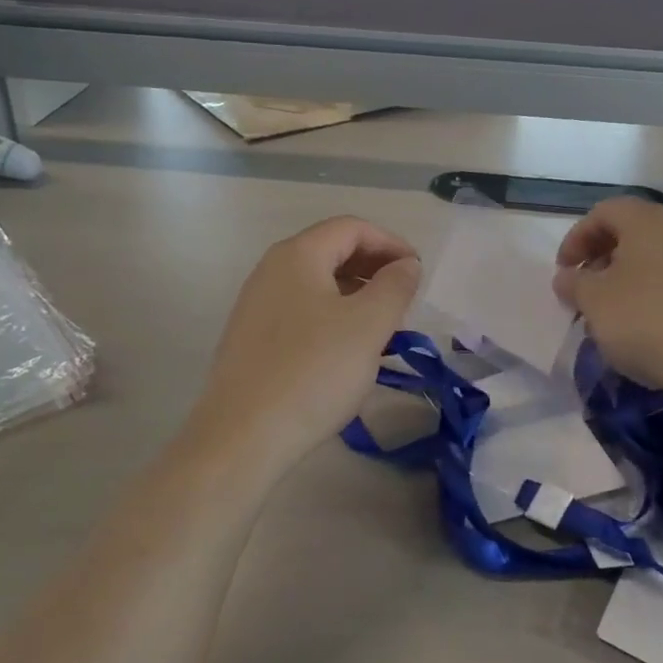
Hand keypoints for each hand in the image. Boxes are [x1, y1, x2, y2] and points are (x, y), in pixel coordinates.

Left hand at [191, 216, 420, 471]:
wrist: (244, 434)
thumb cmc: (314, 371)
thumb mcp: (368, 326)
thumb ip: (395, 287)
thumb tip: (406, 264)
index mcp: (297, 255)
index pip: (351, 228)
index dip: (390, 243)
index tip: (417, 273)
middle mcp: (271, 270)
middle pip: (330, 250)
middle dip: (372, 267)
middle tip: (403, 298)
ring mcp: (256, 304)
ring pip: (315, 283)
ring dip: (354, 293)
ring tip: (381, 324)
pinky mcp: (251, 337)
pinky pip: (300, 310)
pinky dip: (331, 315)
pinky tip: (345, 349)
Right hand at [553, 198, 662, 396]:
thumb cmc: (647, 320)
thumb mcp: (594, 301)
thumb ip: (573, 283)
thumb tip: (567, 276)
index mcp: (647, 222)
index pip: (603, 212)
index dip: (576, 238)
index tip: (565, 271)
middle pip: (632, 231)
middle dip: (602, 258)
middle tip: (586, 290)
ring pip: (656, 257)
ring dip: (628, 278)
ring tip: (614, 312)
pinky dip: (656, 293)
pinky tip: (648, 326)